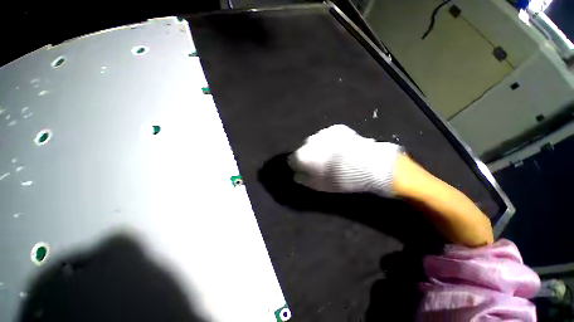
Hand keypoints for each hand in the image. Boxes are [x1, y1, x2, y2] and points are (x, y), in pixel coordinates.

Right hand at [289, 124, 403, 196]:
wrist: (366, 164)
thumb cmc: (339, 178)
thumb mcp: (318, 185)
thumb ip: (303, 179)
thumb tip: (296, 175)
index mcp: (302, 155)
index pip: (292, 160)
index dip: (299, 167)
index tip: (307, 171)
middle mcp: (309, 141)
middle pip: (304, 149)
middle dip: (310, 156)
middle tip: (322, 164)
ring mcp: (323, 132)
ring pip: (317, 142)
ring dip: (320, 148)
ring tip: (334, 156)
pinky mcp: (336, 128)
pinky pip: (329, 136)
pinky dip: (331, 142)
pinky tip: (341, 149)